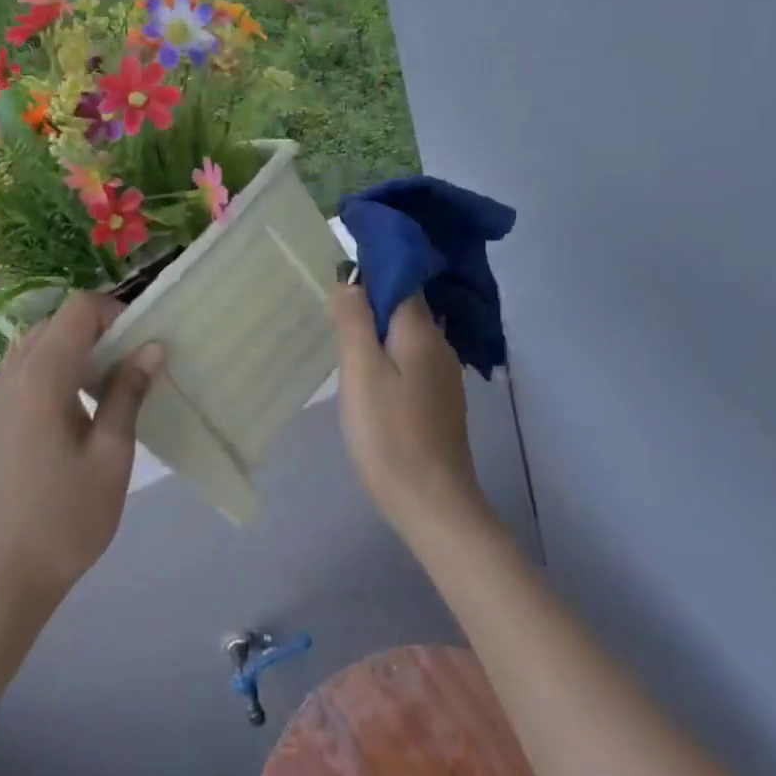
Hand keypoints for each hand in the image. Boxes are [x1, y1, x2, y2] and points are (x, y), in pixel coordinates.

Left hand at [0, 293, 163, 611]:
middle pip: (58, 320)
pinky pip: (28, 366)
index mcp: (41, 376)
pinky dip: (58, 365)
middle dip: (99, 327)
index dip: (115, 312)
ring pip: (41, 341)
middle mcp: (13, 373)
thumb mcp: (112, 455)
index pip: (78, 309)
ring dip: (78, 346)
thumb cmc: (66, 518)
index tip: (143, 342)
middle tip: (134, 361)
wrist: (4, 576)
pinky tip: (81, 404)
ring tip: (111, 382)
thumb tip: (152, 346)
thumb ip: (128, 392)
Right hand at [330, 283, 488, 540]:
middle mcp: (439, 344)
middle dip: (370, 301)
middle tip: (332, 314)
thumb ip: (354, 320)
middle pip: (404, 305)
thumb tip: (349, 277)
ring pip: (407, 334)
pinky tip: (369, 377)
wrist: (433, 505)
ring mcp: (443, 374)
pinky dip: (389, 355)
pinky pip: (411, 359)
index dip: (370, 270)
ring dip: (378, 330)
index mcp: (421, 331)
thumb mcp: (361, 372)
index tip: (338, 277)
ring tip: (344, 343)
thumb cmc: (389, 435)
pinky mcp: (440, 400)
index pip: (400, 278)